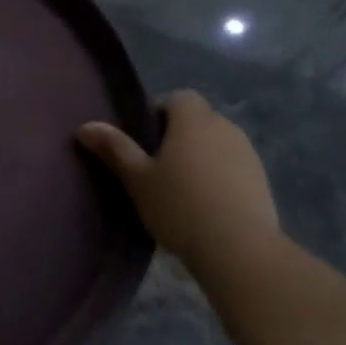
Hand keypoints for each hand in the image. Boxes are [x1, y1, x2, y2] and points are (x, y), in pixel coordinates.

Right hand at [77, 90, 278, 272]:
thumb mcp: (137, 179)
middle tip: (155, 169)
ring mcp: (247, 152)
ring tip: (180, 190)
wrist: (237, 247)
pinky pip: (231, 165)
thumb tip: (85, 126)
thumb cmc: (178, 206)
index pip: (178, 97)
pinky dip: (217, 175)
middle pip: (197, 119)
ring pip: (216, 142)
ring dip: (198, 156)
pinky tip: (204, 205)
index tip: (143, 142)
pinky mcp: (260, 178)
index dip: (158, 113)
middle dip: (177, 136)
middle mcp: (225, 126)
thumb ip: (114, 148)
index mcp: (193, 120)